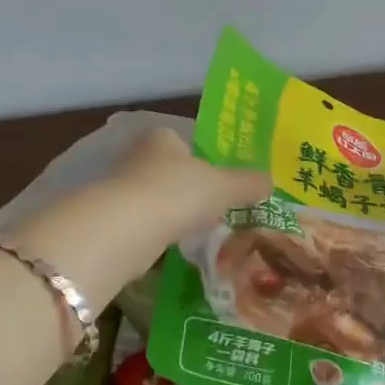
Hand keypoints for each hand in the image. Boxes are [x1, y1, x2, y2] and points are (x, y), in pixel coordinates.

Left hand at [9, 129, 270, 308]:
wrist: (123, 231)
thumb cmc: (177, 193)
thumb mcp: (224, 186)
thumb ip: (248, 183)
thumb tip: (271, 181)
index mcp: (162, 138)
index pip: (186, 141)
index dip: (206, 158)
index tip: (224, 180)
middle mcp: (137, 157)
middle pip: (172, 170)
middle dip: (191, 188)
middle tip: (218, 207)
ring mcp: (121, 189)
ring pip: (158, 198)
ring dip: (175, 212)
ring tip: (201, 230)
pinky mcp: (112, 221)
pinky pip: (146, 224)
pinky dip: (161, 233)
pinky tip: (177, 246)